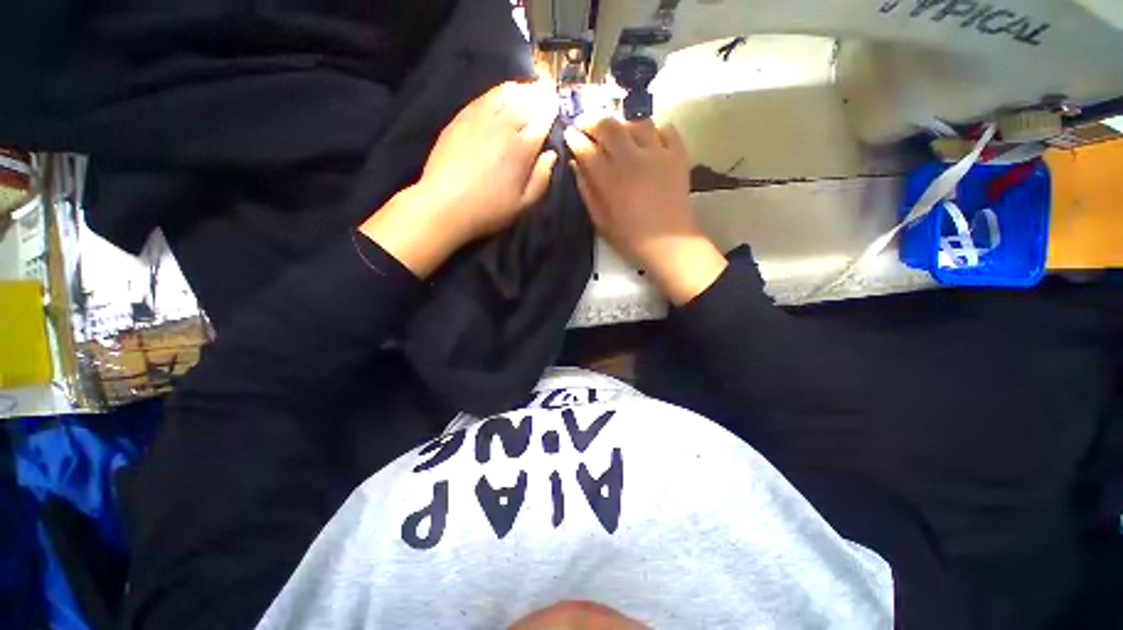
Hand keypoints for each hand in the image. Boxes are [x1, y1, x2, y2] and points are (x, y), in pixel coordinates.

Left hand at [361, 81, 558, 276]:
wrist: (444, 204)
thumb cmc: (489, 209)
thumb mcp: (523, 204)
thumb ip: (541, 179)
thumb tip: (551, 155)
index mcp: (522, 148)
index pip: (543, 119)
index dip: (552, 111)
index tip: (557, 107)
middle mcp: (503, 125)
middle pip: (526, 100)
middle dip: (540, 96)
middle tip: (547, 95)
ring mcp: (480, 117)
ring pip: (506, 92)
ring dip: (521, 90)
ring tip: (529, 91)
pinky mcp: (462, 117)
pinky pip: (486, 96)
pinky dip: (500, 92)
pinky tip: (503, 95)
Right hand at [564, 115, 726, 304]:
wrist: (670, 244)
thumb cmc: (631, 238)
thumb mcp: (601, 221)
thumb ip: (587, 191)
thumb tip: (576, 165)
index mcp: (611, 180)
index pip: (587, 149)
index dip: (575, 138)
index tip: (569, 135)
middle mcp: (633, 159)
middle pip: (609, 125)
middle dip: (592, 120)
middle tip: (585, 124)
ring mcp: (658, 154)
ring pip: (637, 121)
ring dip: (622, 123)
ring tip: (617, 132)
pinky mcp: (678, 154)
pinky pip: (666, 129)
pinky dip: (654, 131)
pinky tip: (648, 141)